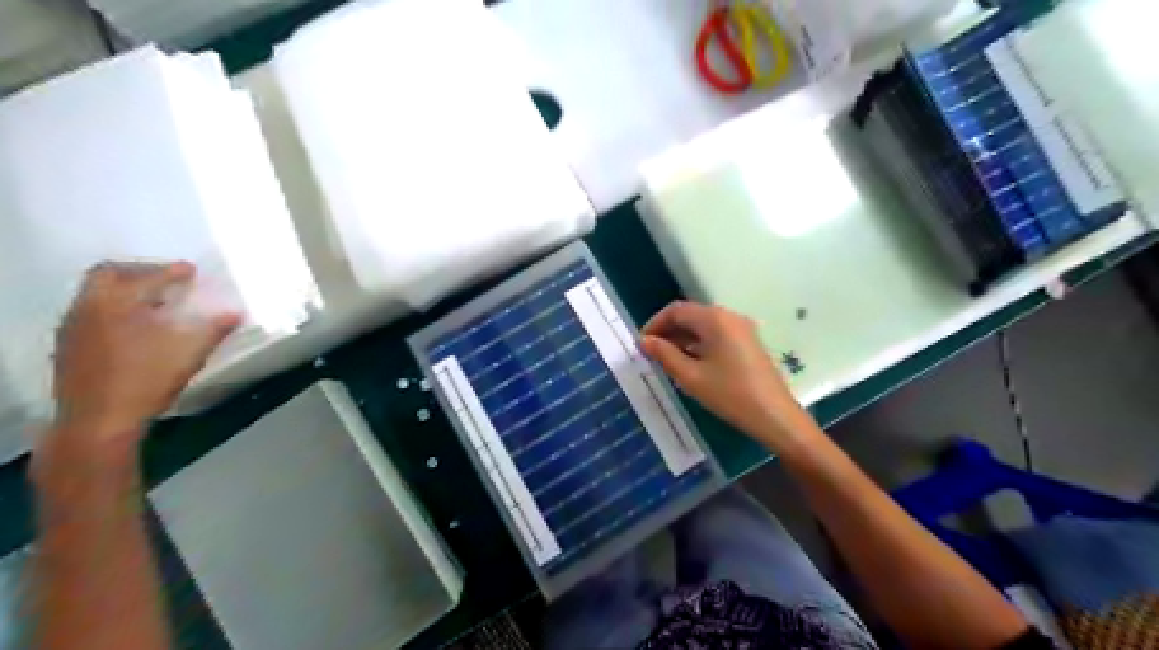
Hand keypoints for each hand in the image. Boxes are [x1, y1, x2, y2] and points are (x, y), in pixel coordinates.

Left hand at [51, 261, 240, 443]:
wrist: (98, 422)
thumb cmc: (147, 382)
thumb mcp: (189, 354)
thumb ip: (213, 330)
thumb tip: (236, 313)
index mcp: (117, 304)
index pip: (146, 277)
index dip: (171, 271)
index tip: (191, 271)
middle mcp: (88, 308)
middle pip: (108, 274)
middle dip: (140, 272)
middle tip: (166, 279)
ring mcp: (73, 327)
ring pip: (96, 293)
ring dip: (125, 290)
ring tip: (154, 302)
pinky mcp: (69, 345)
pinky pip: (91, 311)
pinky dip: (114, 308)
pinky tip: (134, 326)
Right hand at [638, 303, 808, 449]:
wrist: (775, 416)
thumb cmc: (730, 395)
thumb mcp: (691, 377)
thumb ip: (665, 355)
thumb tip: (645, 341)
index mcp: (714, 319)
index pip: (676, 310)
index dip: (655, 324)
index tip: (641, 344)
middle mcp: (729, 316)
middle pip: (690, 315)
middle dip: (668, 331)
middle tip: (650, 353)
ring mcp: (741, 328)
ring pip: (703, 325)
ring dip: (682, 338)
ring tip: (665, 360)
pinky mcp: (748, 342)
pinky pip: (716, 334)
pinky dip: (698, 343)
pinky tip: (689, 363)